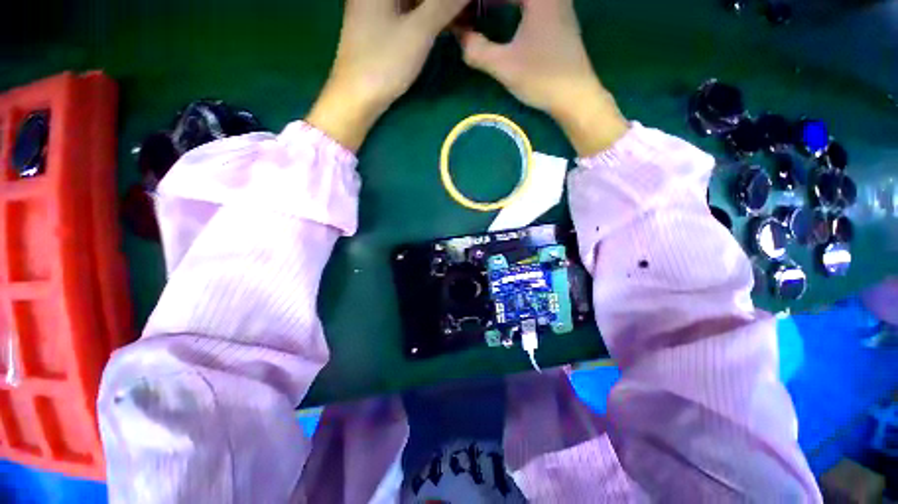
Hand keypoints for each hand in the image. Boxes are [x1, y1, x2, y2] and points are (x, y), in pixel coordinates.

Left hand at [307, 0, 471, 151]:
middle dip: (441, 3)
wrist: (356, 98)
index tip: (463, 7)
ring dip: (434, 8)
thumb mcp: (418, 32)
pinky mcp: (377, 26)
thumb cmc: (384, 62)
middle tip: (464, 11)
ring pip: (411, 1)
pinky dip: (424, 16)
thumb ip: (443, 5)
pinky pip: (406, 12)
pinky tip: (439, 24)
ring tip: (459, 18)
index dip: (446, 0)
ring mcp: (374, 7)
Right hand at [459, 0, 628, 155]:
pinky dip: (516, 6)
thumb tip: (460, 37)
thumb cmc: (541, 78)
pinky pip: (534, 4)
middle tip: (473, 10)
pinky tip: (507, 16)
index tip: (464, 10)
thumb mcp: (504, 66)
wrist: (575, 96)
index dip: (482, 1)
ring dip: (503, 2)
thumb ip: (478, 50)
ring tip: (484, 9)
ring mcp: (559, 5)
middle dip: (492, 1)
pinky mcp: (561, 20)